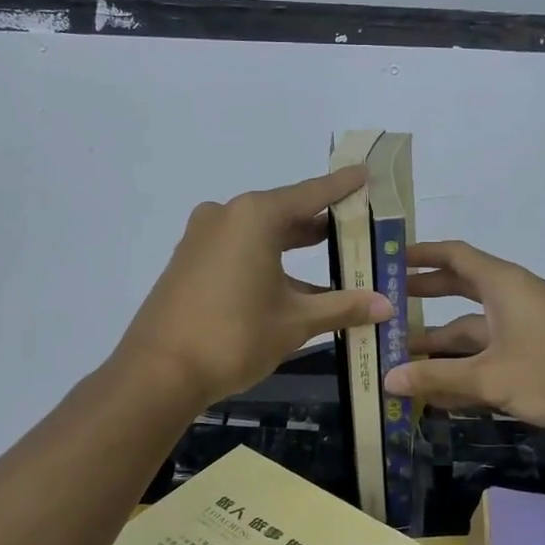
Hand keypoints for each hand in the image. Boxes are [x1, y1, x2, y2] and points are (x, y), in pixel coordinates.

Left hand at [117, 167, 393, 406]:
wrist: (158, 372)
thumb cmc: (235, 337)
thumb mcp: (295, 322)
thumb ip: (342, 307)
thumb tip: (386, 305)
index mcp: (255, 217)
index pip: (310, 194)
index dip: (341, 186)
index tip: (364, 172)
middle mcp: (226, 216)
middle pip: (284, 212)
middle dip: (320, 222)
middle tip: (356, 224)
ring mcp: (202, 238)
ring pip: (260, 234)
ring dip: (293, 247)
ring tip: (333, 256)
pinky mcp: (189, 261)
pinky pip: (238, 250)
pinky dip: (267, 261)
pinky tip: (292, 285)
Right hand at [385, 241, 544, 434]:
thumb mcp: (490, 375)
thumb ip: (438, 378)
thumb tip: (388, 379)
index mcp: (502, 285)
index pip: (454, 256)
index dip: (421, 255)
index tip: (390, 261)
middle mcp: (511, 300)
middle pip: (459, 293)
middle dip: (425, 300)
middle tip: (387, 307)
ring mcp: (525, 330)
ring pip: (473, 333)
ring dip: (440, 348)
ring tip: (400, 362)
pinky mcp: (536, 359)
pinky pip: (490, 358)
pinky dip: (465, 372)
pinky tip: (439, 397)